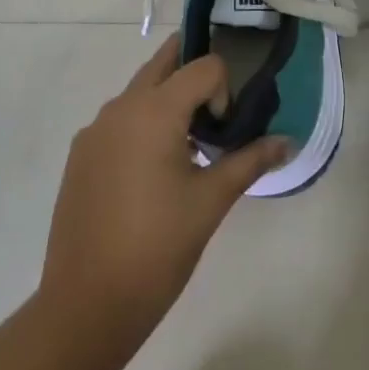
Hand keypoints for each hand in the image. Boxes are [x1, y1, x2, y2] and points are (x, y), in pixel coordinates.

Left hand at [39, 40, 288, 357]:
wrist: (85, 307)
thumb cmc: (158, 248)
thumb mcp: (211, 201)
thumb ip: (251, 160)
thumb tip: (288, 142)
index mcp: (154, 110)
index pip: (204, 66)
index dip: (224, 90)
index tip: (224, 133)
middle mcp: (121, 107)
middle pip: (165, 62)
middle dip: (194, 74)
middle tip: (217, 109)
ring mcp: (95, 130)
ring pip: (140, 91)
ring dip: (168, 101)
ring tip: (188, 149)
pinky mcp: (80, 155)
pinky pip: (120, 120)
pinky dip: (143, 125)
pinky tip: (153, 175)